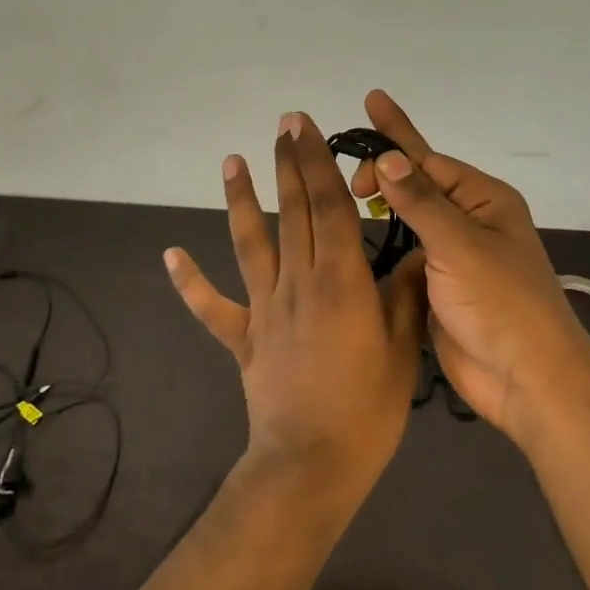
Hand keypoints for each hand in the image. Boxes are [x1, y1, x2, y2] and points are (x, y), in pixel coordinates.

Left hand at [165, 111, 426, 507]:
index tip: (307, 127)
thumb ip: (406, 296)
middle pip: (293, 211)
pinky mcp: (243, 337)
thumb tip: (417, 253)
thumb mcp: (404, 351)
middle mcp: (299, 282)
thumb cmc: (367, 410)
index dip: (318, 162)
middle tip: (282, 124)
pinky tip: (171, 255)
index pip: (330, 207)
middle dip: (287, 163)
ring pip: (251, 243)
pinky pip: (212, 307)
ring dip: (241, 200)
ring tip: (231, 162)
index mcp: (341, 280)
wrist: (311, 464)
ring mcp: (265, 308)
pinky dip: (190, 282)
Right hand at [344, 90, 589, 443]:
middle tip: (346, 183)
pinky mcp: (437, 289)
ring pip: (409, 220)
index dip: (396, 137)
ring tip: (342, 194)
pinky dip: (381, 244)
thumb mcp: (460, 245)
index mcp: (484, 201)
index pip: (430, 159)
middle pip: (418, 185)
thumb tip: (387, 159)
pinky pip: (405, 254)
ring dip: (382, 206)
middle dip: (384, 173)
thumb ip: (420, 202)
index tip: (369, 103)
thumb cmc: (501, 303)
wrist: (525, 380)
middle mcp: (469, 221)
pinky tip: (353, 239)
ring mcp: (453, 257)